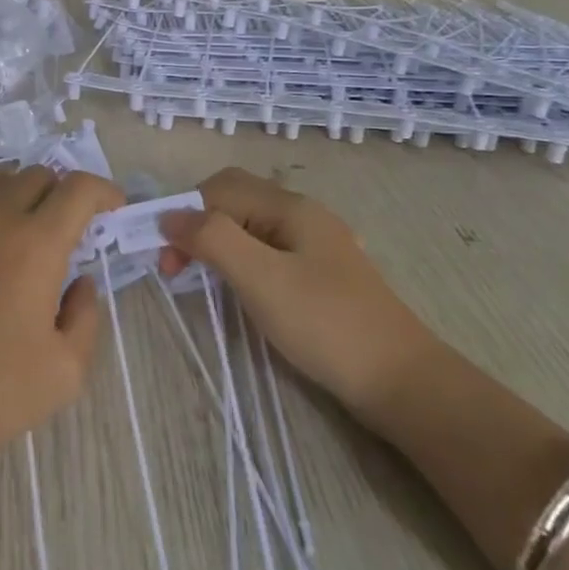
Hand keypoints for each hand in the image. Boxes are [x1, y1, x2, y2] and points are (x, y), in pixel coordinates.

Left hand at [0, 167, 122, 479]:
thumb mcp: (65, 372)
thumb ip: (86, 316)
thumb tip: (78, 282)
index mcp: (36, 244)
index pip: (79, 189)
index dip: (103, 191)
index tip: (111, 207)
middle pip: (36, 177)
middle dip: (60, 195)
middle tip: (62, 229)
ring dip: (14, 196)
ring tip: (13, 230)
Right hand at [159, 167, 435, 416]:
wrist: (402, 381)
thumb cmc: (325, 324)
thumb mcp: (261, 278)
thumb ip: (213, 238)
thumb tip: (169, 216)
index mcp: (290, 207)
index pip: (219, 188)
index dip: (184, 214)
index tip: (166, 260)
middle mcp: (303, 215)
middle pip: (235, 199)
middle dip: (198, 224)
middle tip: (178, 267)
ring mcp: (316, 244)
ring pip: (250, 225)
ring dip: (217, 242)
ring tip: (200, 278)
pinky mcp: (321, 274)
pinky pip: (268, 249)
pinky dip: (241, 259)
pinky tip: (239, 288)